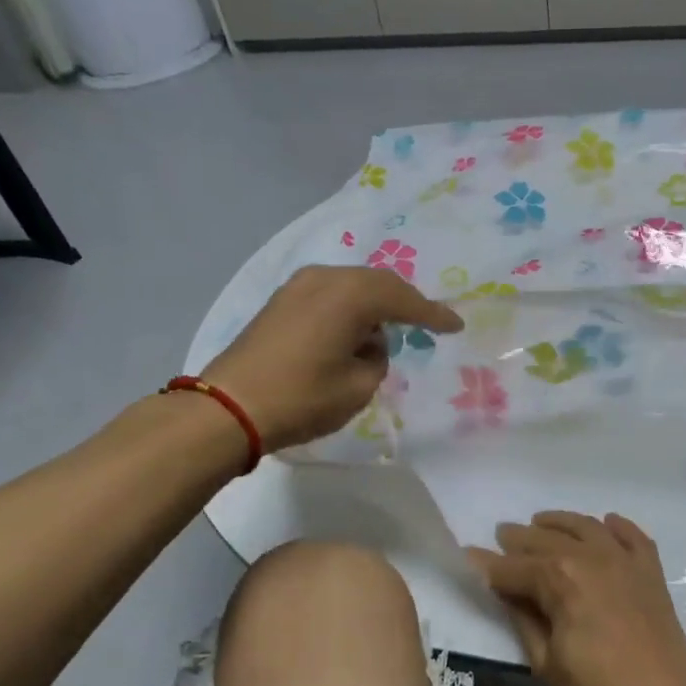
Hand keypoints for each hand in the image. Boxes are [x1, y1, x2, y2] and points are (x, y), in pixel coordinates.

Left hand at [203, 266, 462, 452]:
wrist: (228, 407)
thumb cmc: (302, 398)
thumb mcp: (358, 386)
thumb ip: (377, 359)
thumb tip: (367, 344)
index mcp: (351, 295)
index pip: (404, 300)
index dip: (433, 315)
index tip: (456, 326)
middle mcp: (326, 278)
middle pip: (378, 284)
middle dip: (404, 303)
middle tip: (428, 322)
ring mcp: (298, 286)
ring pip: (352, 286)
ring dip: (374, 305)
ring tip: (390, 329)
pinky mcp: (281, 300)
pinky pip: (329, 294)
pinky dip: (348, 308)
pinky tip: (354, 329)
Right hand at [468, 512, 685, 685]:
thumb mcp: (546, 661)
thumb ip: (523, 616)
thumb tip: (503, 589)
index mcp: (561, 578)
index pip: (514, 567)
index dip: (488, 565)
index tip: (469, 556)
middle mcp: (592, 556)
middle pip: (547, 539)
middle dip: (519, 539)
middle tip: (501, 536)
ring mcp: (626, 560)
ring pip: (586, 527)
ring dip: (560, 522)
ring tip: (540, 522)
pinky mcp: (651, 572)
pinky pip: (632, 536)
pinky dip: (615, 526)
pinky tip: (605, 523)